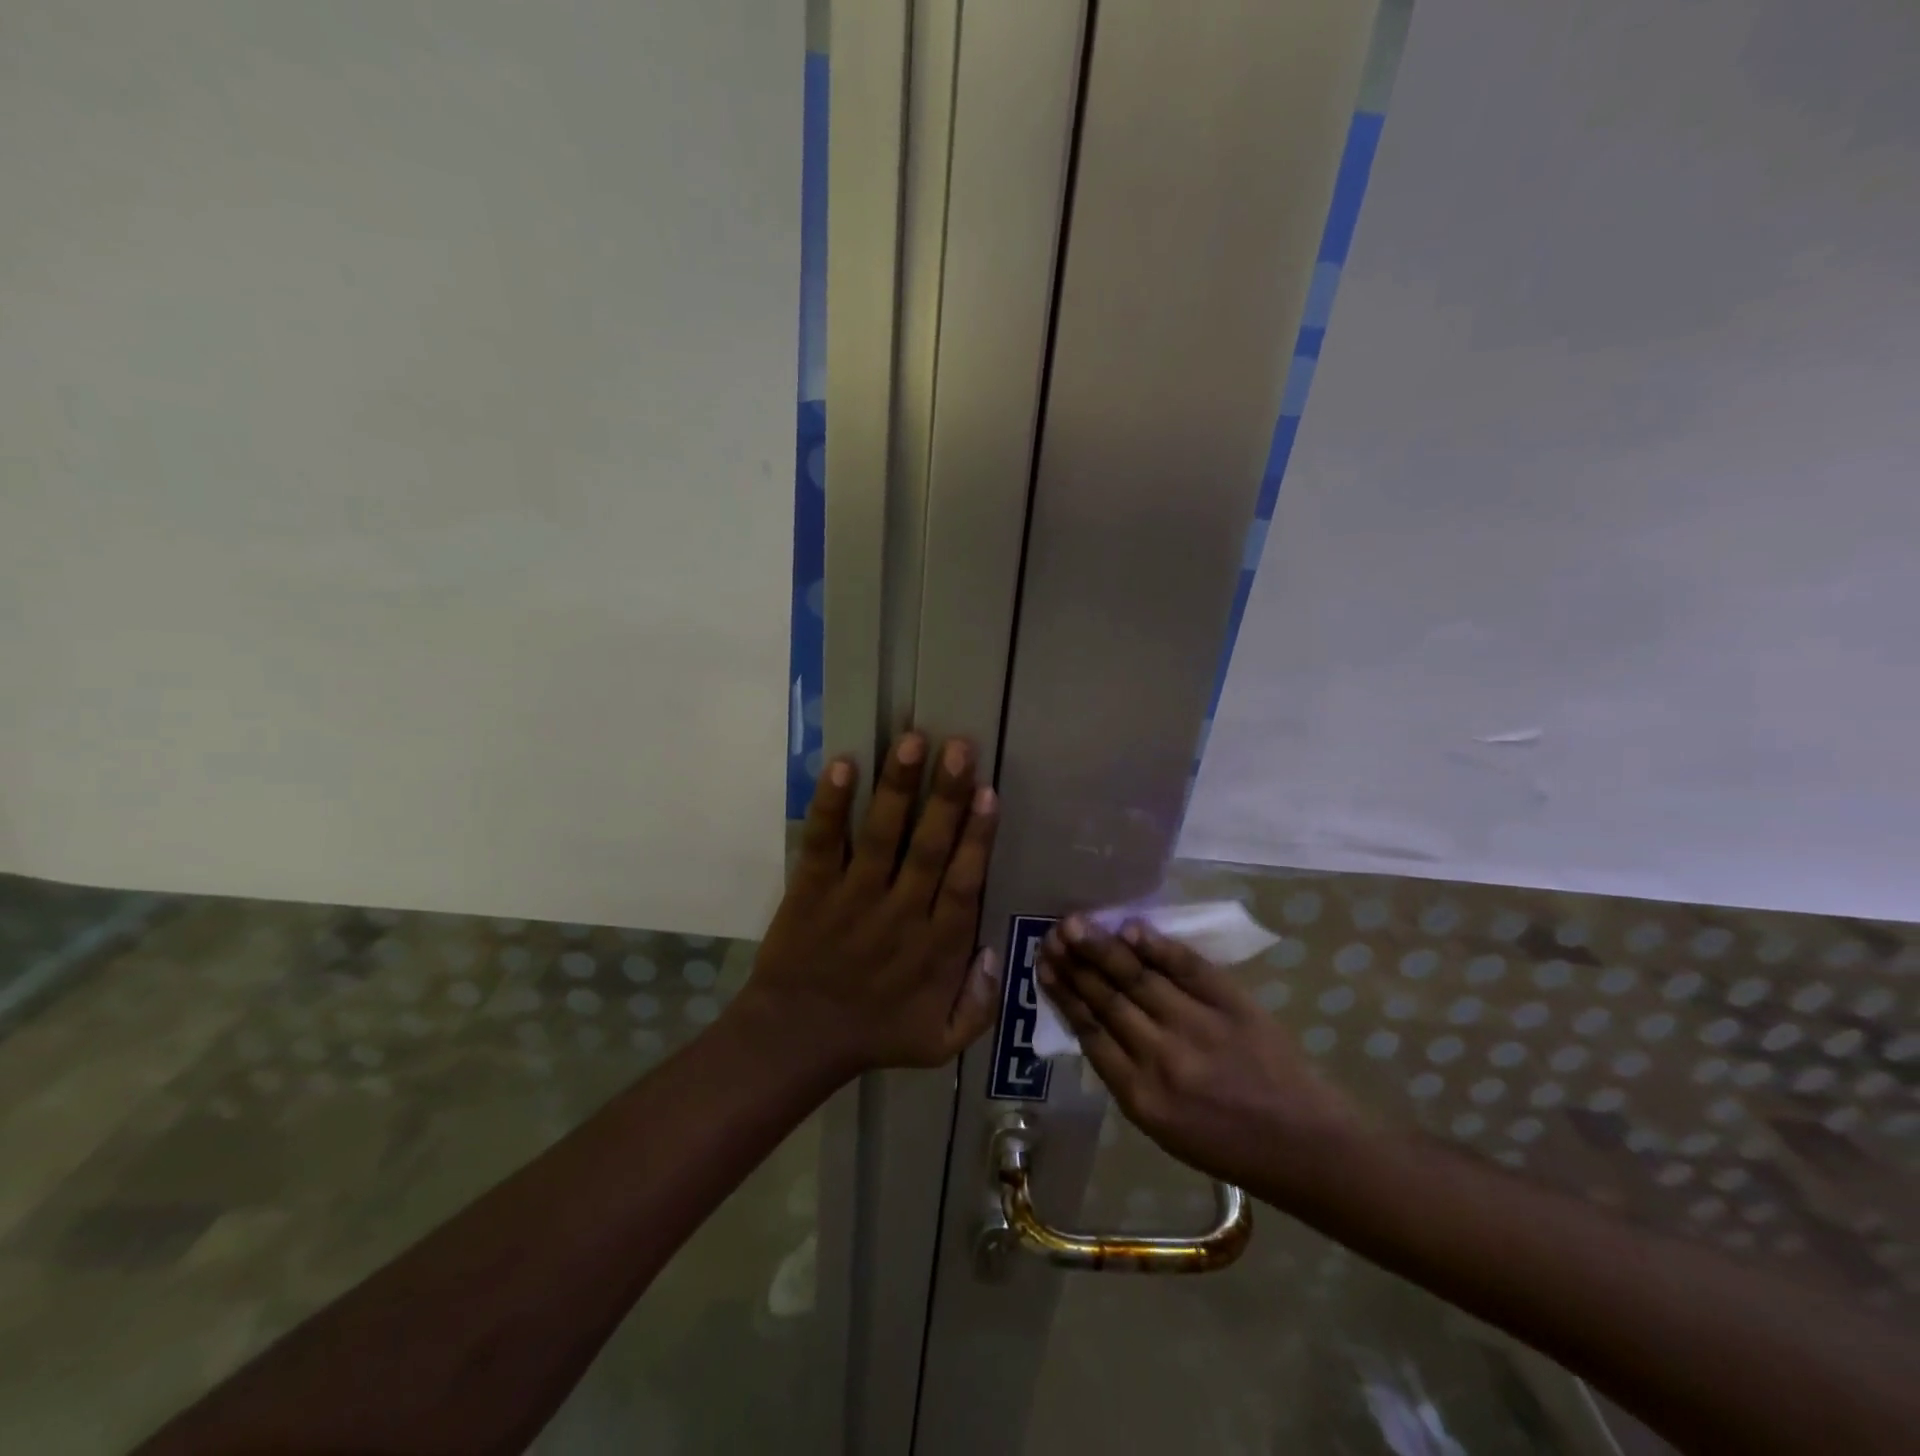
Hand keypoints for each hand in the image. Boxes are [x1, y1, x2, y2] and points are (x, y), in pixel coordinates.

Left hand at [730, 732, 1001, 1078]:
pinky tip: (842, 765)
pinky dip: (831, 805)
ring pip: (881, 835)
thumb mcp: (941, 1042)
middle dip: (946, 795)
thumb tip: (995, 951)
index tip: (989, 792)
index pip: (964, 883)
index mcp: (936, 948)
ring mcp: (853, 898)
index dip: (978, 837)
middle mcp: (900, 914)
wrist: (794, 1041)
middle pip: (929, 847)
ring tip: (911, 740)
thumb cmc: (873, 1035)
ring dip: (897, 787)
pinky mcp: (812, 889)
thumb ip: (980, 1004)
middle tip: (960, 746)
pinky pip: (823, 842)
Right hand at [1037, 917, 1362, 1193]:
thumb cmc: (1229, 1146)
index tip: (1044, 965)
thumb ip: (1124, 1075)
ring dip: (1102, 948)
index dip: (1063, 994)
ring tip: (1075, 924)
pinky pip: (1187, 967)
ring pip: (1137, 979)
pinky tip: (1129, 928)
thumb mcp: (1162, 1128)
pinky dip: (1156, 946)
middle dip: (1075, 964)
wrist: (1306, 1147)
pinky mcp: (1232, 1005)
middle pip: (1107, 1000)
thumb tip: (1092, 1019)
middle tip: (1051, 934)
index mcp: (1140, 1098)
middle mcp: (1162, 1059)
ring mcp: (1198, 1027)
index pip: (1089, 1032)